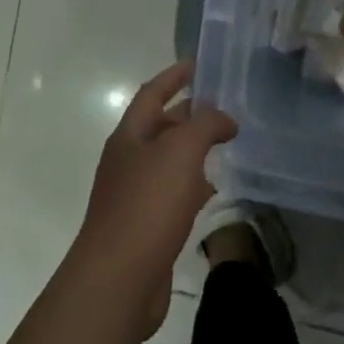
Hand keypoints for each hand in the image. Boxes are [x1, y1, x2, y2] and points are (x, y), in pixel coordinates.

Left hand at [69, 60, 235, 337]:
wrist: (118, 279)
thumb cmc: (147, 205)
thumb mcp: (181, 152)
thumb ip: (205, 125)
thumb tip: (224, 118)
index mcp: (129, 136)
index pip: (151, 93)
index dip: (173, 76)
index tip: (197, 64)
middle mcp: (128, 160)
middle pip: (160, 126)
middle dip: (189, 113)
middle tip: (224, 106)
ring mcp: (134, 195)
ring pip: (168, 161)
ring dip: (193, 150)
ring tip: (225, 143)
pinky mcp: (145, 227)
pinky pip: (171, 194)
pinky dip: (192, 185)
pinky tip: (212, 190)